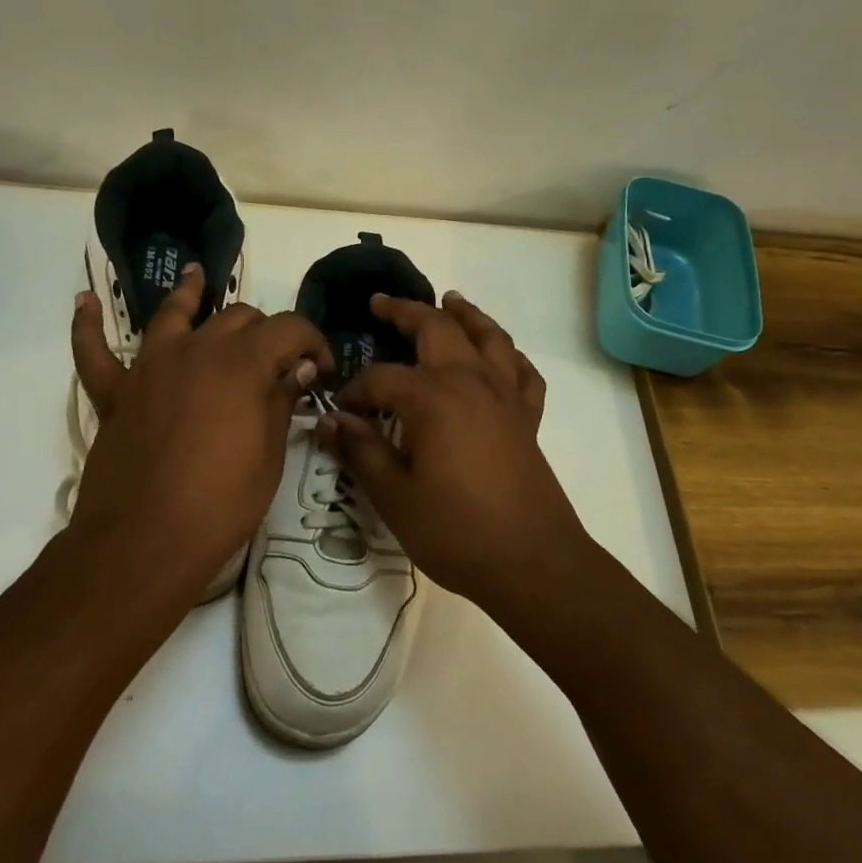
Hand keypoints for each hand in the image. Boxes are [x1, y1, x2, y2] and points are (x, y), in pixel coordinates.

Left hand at [70, 264, 331, 607]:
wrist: (144, 542)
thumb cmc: (220, 503)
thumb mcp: (269, 455)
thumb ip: (281, 400)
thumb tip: (300, 366)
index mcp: (242, 363)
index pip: (290, 328)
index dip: (314, 341)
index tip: (324, 368)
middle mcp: (196, 350)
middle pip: (238, 318)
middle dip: (266, 332)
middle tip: (279, 363)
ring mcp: (150, 367)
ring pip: (172, 315)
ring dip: (188, 294)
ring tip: (195, 276)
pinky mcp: (115, 393)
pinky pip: (94, 352)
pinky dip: (88, 326)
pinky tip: (85, 302)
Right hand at [318, 291, 593, 610]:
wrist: (532, 562)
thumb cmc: (456, 531)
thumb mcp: (395, 496)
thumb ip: (361, 451)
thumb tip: (330, 420)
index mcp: (433, 398)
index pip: (382, 378)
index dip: (356, 392)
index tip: (342, 415)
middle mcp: (471, 382)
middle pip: (438, 329)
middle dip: (406, 312)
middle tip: (381, 304)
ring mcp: (505, 396)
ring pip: (488, 337)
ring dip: (465, 315)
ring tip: (449, 300)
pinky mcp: (527, 418)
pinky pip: (522, 372)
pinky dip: (509, 355)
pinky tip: (499, 357)